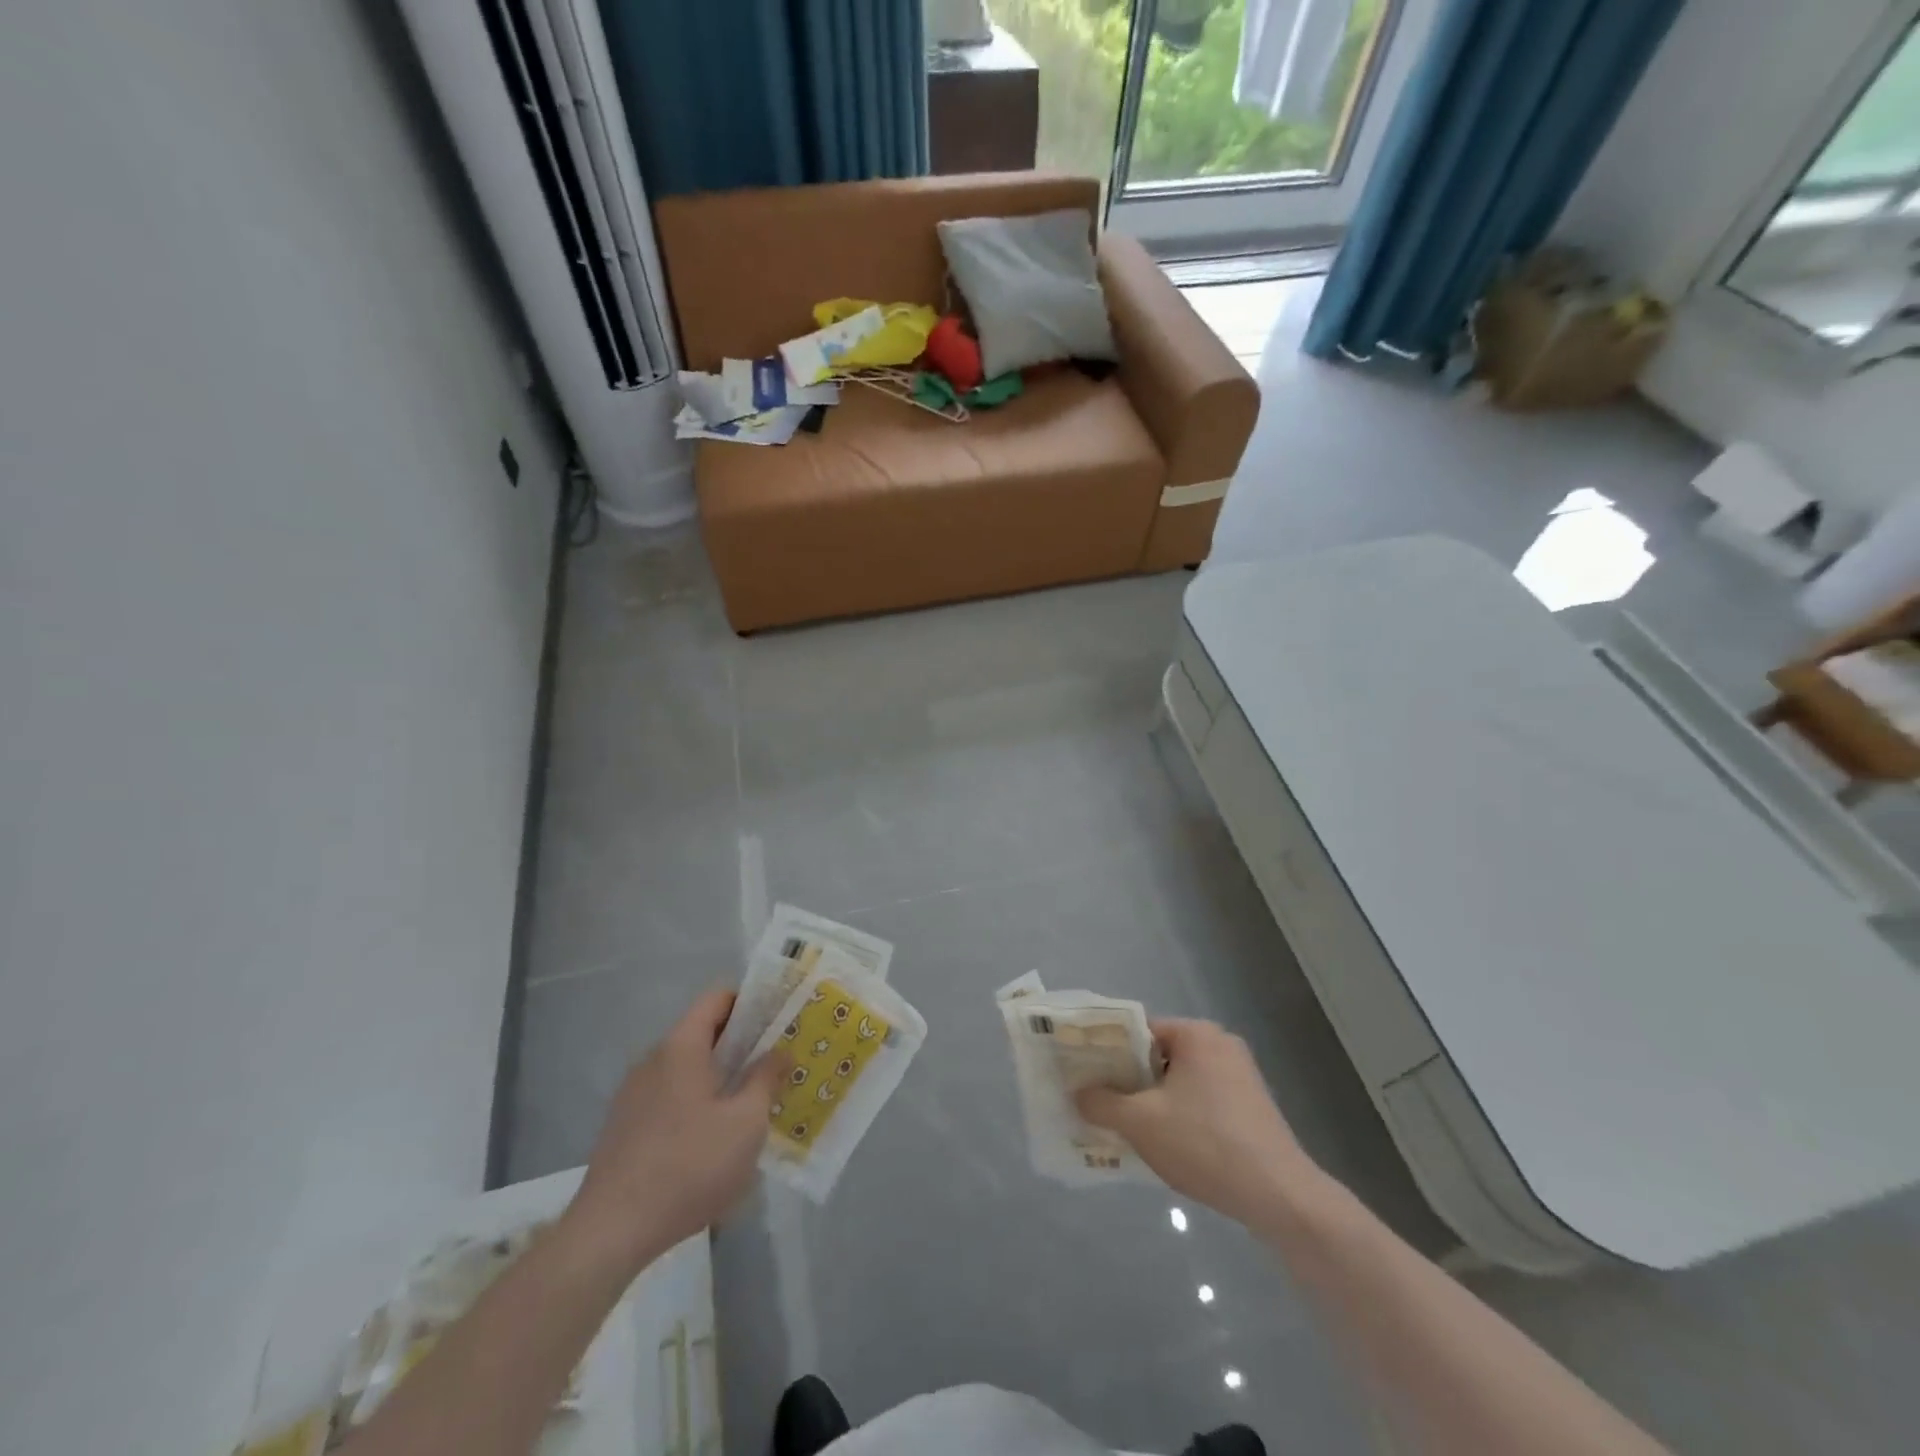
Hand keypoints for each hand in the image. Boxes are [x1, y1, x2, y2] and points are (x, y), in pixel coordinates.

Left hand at [563, 990, 785, 1276]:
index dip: (751, 1000)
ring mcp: (634, 1094)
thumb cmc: (689, 1167)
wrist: (610, 1233)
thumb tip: (780, 1052)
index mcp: (681, 1047)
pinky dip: (697, 1100)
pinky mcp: (625, 1126)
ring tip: (753, 1100)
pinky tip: (716, 1136)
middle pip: (703, 1032)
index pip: (717, 998)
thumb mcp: (746, 1124)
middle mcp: (653, 1060)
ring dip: (720, 1075)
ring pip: (687, 1067)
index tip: (779, 1018)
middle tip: (776, 1060)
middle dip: (742, 1042)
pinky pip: (670, 1095)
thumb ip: (766, 1079)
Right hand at [1077, 1017, 1321, 1227]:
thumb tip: (1077, 1093)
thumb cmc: (1205, 1144)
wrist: (1280, 1196)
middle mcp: (1220, 1044)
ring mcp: (1241, 1075)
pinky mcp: (1252, 1105)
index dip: (1107, 1052)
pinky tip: (1167, 1145)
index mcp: (1196, 1033)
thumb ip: (1101, 1102)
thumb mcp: (1140, 1123)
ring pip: (1179, 1080)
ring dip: (1153, 1101)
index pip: (1137, 1031)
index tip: (1085, 1076)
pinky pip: (1201, 1099)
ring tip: (1128, 1129)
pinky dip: (1180, 1115)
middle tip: (1101, 1104)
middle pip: (1158, 1055)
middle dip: (1129, 1080)